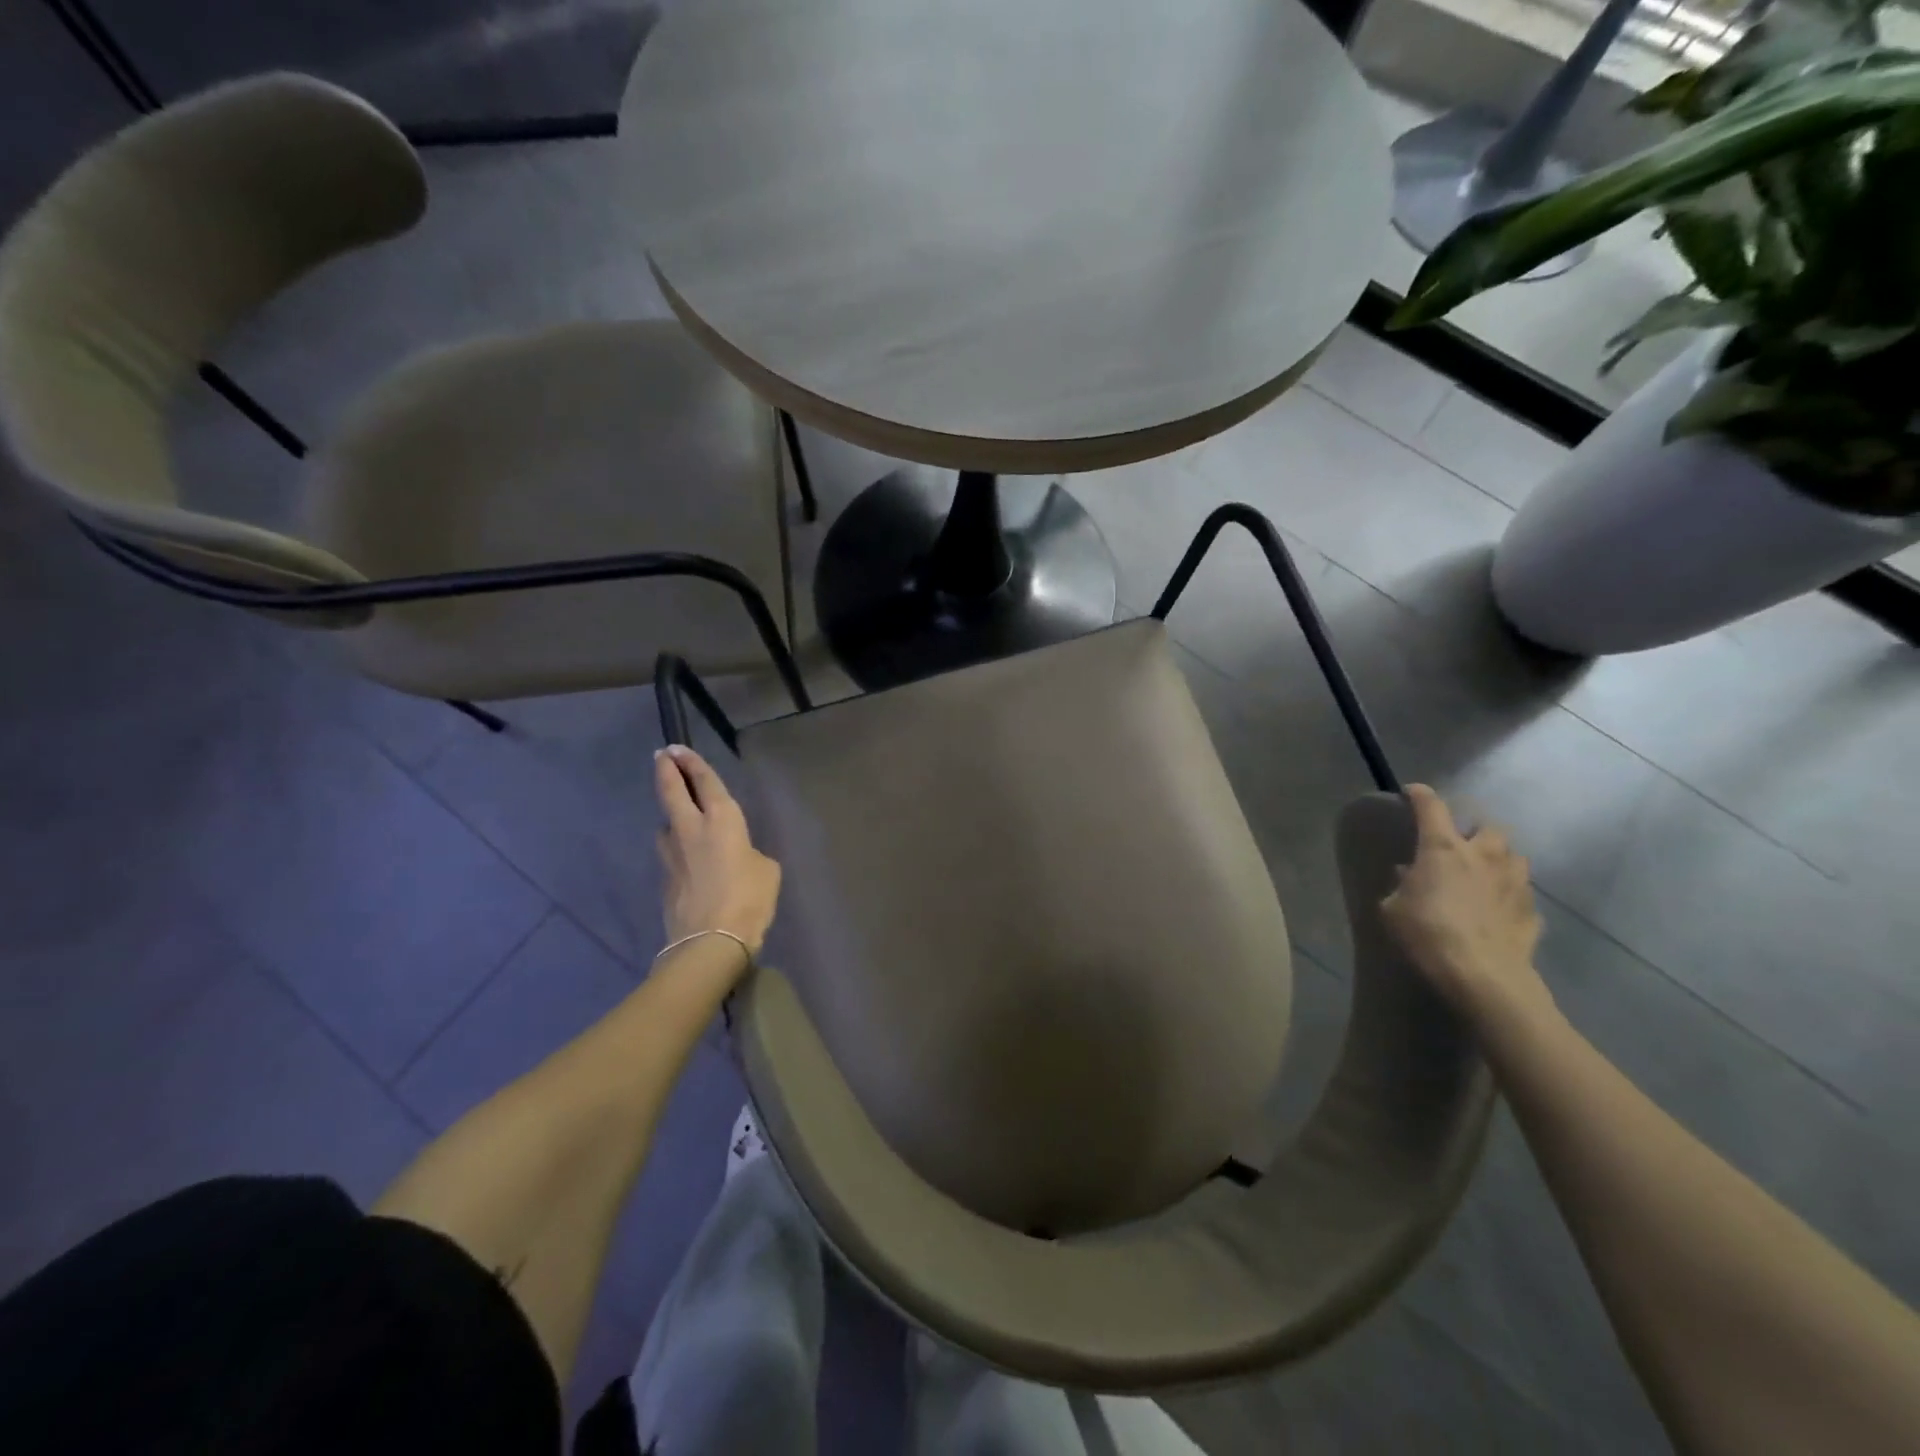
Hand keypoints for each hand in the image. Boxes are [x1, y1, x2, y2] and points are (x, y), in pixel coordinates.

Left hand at [654, 745, 781, 961]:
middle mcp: (690, 828)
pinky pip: (670, 851)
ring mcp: (671, 853)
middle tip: (662, 756)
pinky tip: (687, 855)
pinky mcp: (665, 877)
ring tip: (680, 813)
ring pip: (666, 822)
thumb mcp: (766, 870)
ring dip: (671, 812)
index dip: (692, 763)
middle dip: (666, 769)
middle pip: (671, 790)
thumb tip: (738, 855)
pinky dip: (676, 845)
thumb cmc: (748, 899)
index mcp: (722, 820)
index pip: (704, 782)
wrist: (710, 942)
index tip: (678, 749)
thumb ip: (750, 852)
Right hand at [1380, 784, 1550, 1024]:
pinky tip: (1498, 909)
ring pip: (1513, 856)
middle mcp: (1484, 856)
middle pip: (1487, 826)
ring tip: (1484, 873)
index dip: (1420, 795)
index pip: (1431, 806)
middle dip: (1474, 829)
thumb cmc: (1427, 933)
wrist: (1482, 976)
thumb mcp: (1393, 909)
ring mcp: (1515, 883)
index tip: (1411, 792)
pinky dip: (1509, 895)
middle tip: (1459, 843)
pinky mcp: (1533, 912)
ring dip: (1499, 858)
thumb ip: (1402, 885)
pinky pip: (1521, 894)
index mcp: (1444, 848)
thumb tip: (1410, 875)